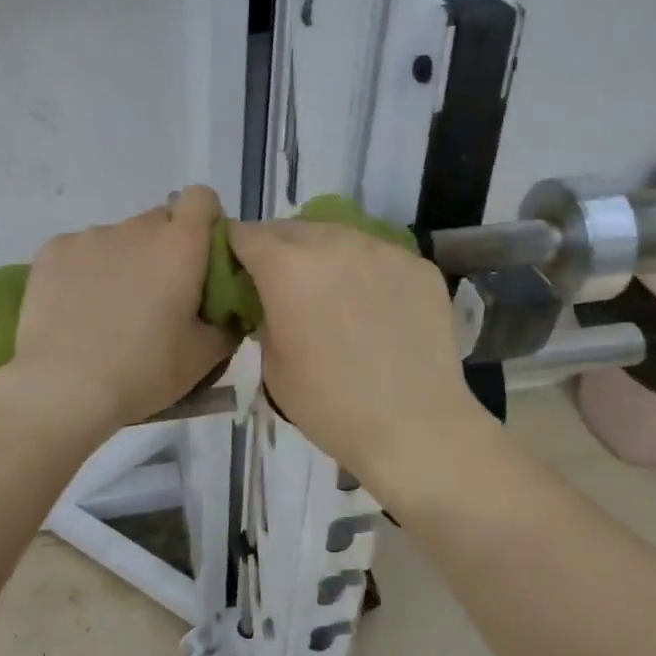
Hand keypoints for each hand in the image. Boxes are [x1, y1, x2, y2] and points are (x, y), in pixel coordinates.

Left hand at [7, 187, 237, 432]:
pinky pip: (81, 251)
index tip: (200, 257)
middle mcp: (136, 228)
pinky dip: (85, 271)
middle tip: (157, 296)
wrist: (62, 388)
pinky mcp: (52, 250)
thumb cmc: (143, 371)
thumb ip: (226, 324)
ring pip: (119, 238)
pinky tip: (77, 309)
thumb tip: (228, 311)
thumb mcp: (202, 358)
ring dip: (124, 261)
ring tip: (111, 309)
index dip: (204, 221)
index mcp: (180, 246)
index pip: (201, 198)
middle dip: (164, 248)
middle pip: (159, 221)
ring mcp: (90, 236)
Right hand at [228, 218, 489, 487]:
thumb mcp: (273, 364)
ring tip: (332, 293)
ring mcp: (383, 250)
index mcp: (287, 266)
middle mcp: (334, 242)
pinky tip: (375, 307)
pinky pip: (379, 256)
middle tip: (283, 285)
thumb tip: (274, 301)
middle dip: (280, 249)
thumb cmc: (330, 404)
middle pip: (293, 229)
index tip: (238, 269)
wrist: (415, 426)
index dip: (236, 249)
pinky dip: (367, 271)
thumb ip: (266, 316)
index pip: (246, 234)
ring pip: (340, 236)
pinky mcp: (419, 265)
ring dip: (325, 256)